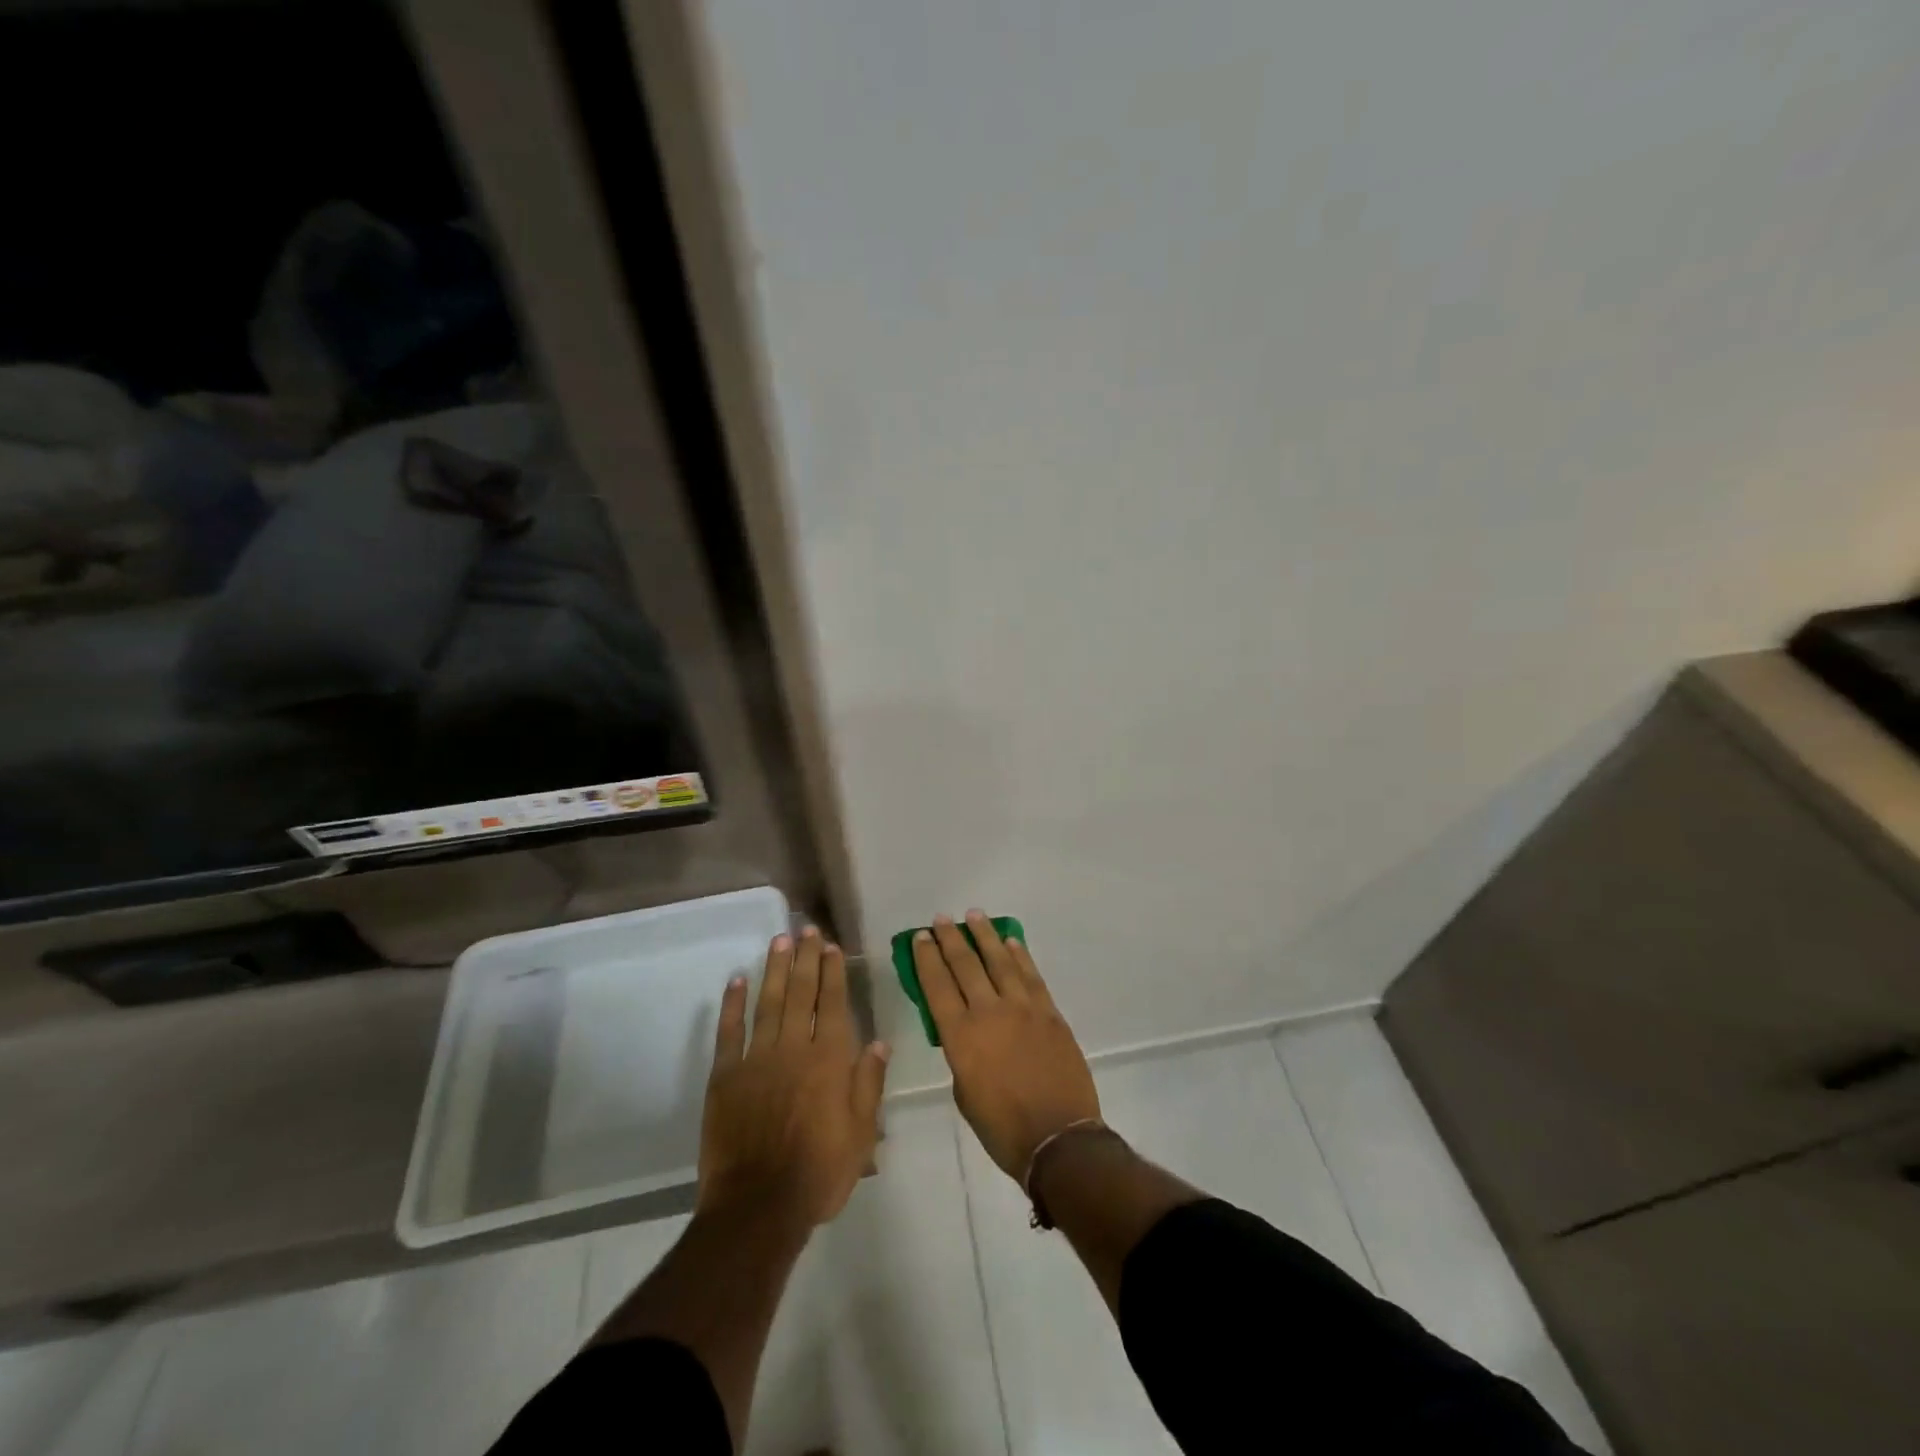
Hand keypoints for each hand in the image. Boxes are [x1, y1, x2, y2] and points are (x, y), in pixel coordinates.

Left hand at [699, 927, 889, 1226]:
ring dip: (774, 969)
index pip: (833, 1003)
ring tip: (779, 940)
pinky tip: (737, 981)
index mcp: (830, 1059)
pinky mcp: (725, 1076)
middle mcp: (794, 1048)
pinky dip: (733, 1004)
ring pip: (768, 1003)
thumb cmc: (819, 1173)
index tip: (831, 946)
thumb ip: (869, 1083)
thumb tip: (880, 1041)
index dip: (833, 972)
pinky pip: (729, 1032)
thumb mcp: (861, 1134)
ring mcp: (756, 1059)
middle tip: (806, 929)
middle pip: (801, 993)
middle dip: (805, 958)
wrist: (758, 1207)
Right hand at [913, 911, 1100, 1180]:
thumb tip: (965, 1032)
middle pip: (965, 965)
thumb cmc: (1003, 1128)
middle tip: (942, 919)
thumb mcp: (965, 1094)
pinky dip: (1020, 955)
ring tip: (974, 916)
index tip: (920, 937)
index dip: (927, 958)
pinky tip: (1011, 941)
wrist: (1059, 1138)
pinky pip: (1031, 975)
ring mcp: (1023, 1008)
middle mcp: (989, 1012)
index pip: (937, 986)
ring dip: (985, 935)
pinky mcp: (1049, 1012)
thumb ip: (961, 1054)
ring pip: (1000, 961)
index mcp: (961, 1036)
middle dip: (951, 939)